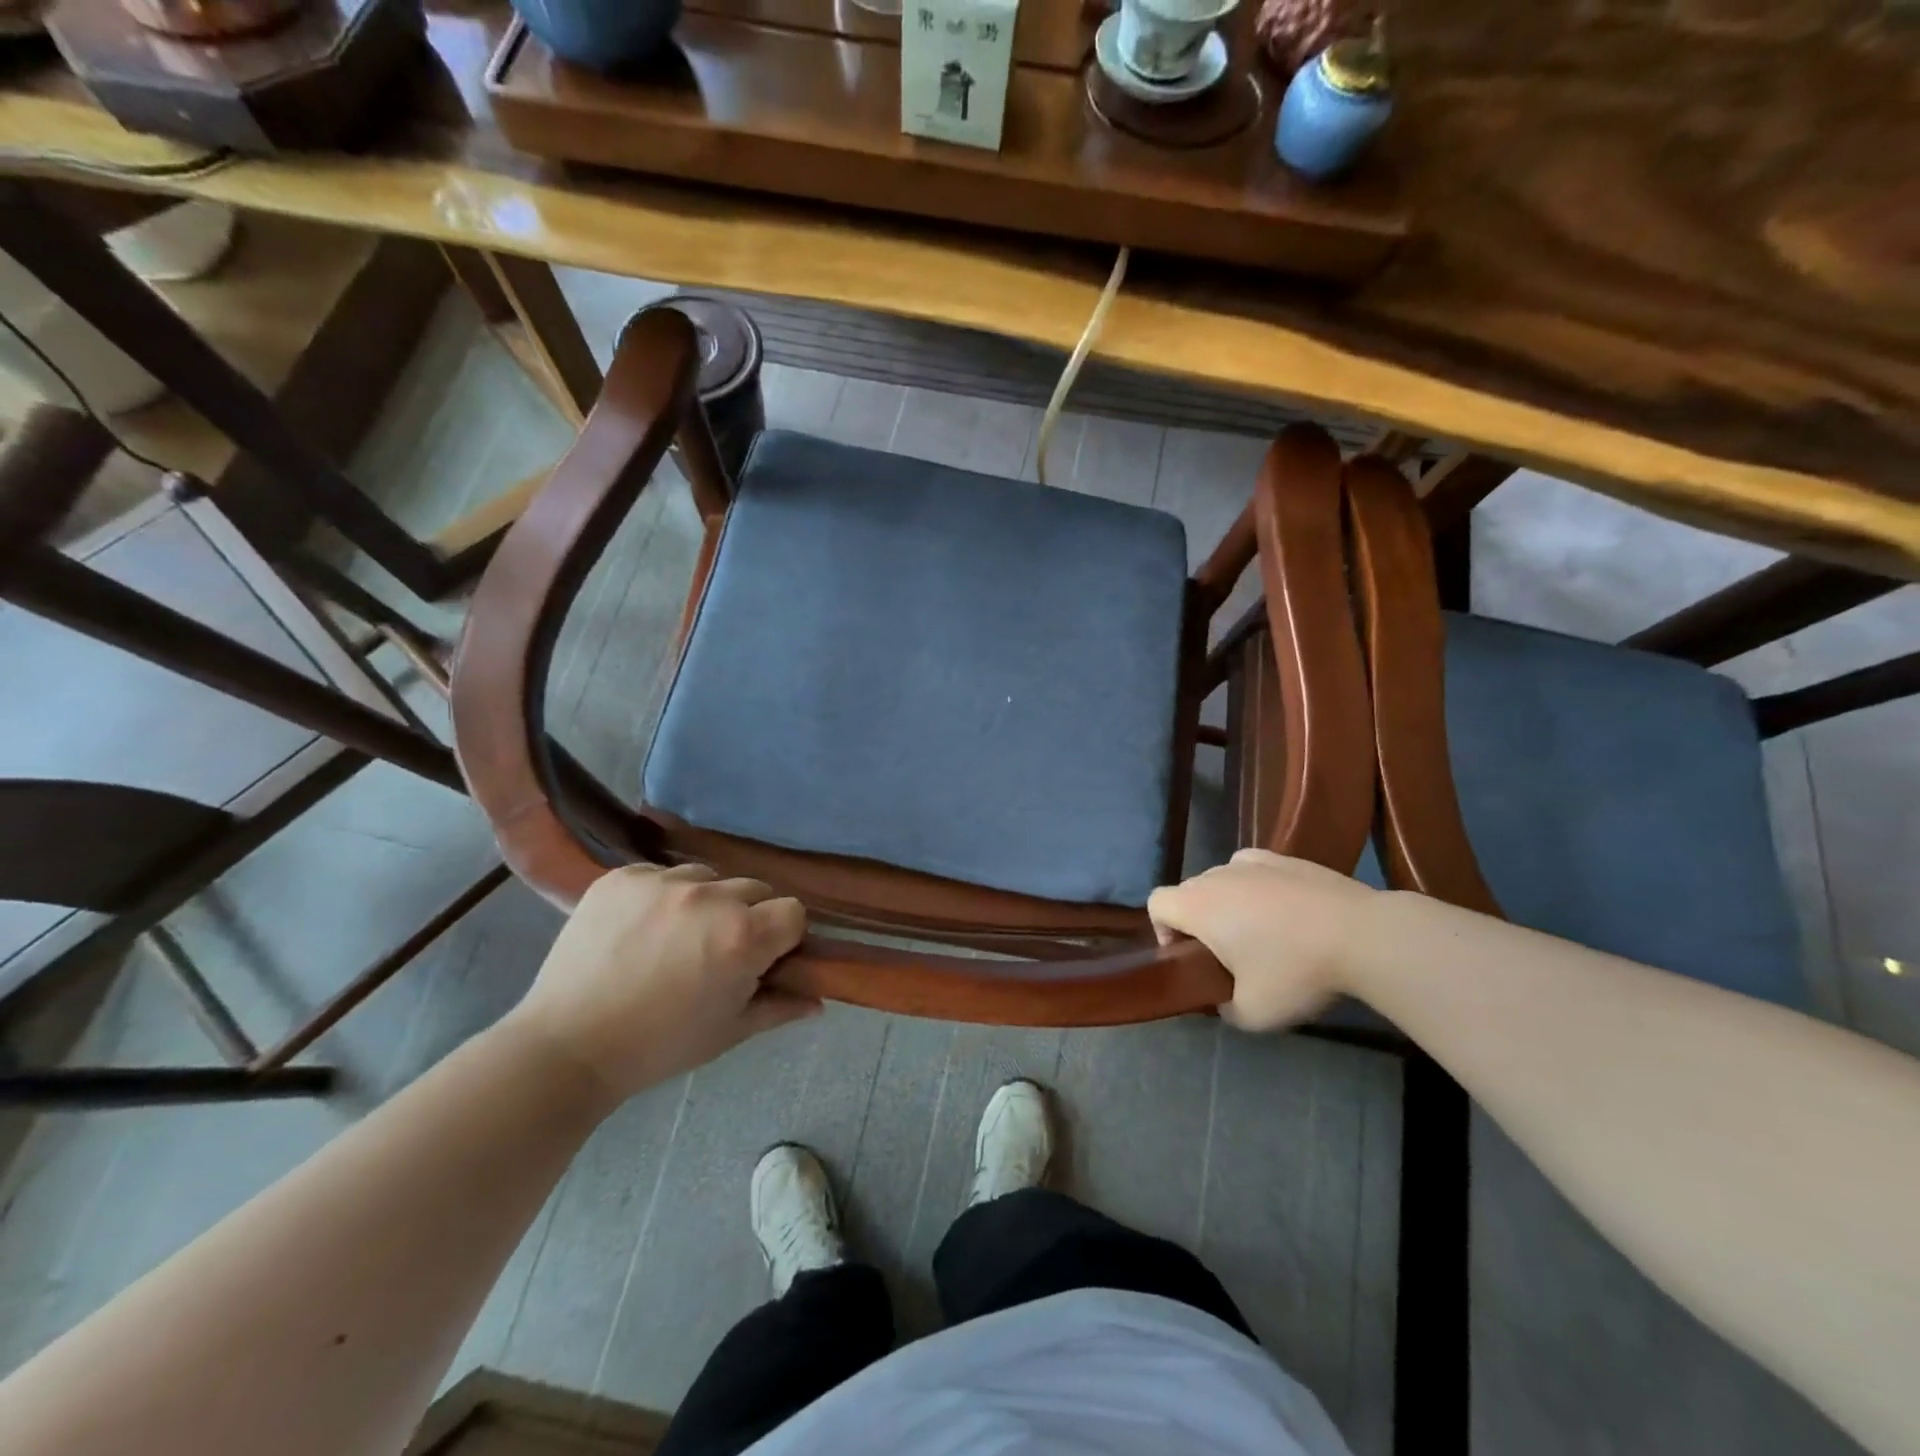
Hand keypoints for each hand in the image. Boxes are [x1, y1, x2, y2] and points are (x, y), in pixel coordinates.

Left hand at [505, 864, 817, 1105]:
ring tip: (675, 938)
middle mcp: (710, 896)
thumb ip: (780, 1007)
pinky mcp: (622, 876)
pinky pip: (661, 874)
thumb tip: (818, 1002)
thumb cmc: (659, 1046)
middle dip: (747, 917)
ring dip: (705, 902)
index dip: (783, 937)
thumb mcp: (729, 1032)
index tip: (763, 960)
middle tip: (716, 953)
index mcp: (743, 935)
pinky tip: (640, 928)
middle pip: (754, 890)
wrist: (566, 1047)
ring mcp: (662, 881)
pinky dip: (660, 896)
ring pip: (708, 878)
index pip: (793, 912)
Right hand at [1147, 849, 1376, 1031]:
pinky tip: (1282, 909)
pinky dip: (1256, 886)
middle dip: (1197, 920)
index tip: (1191, 957)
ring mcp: (1252, 861)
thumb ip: (1225, 1009)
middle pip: (1188, 891)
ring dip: (1227, 903)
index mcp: (1198, 906)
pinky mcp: (1285, 858)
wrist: (1362, 935)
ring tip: (1259, 932)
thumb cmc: (1295, 971)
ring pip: (1221, 879)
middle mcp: (1217, 875)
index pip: (1156, 903)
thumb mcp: (1253, 1013)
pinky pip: (1253, 869)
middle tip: (1227, 955)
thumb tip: (1223, 1000)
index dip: (1162, 930)